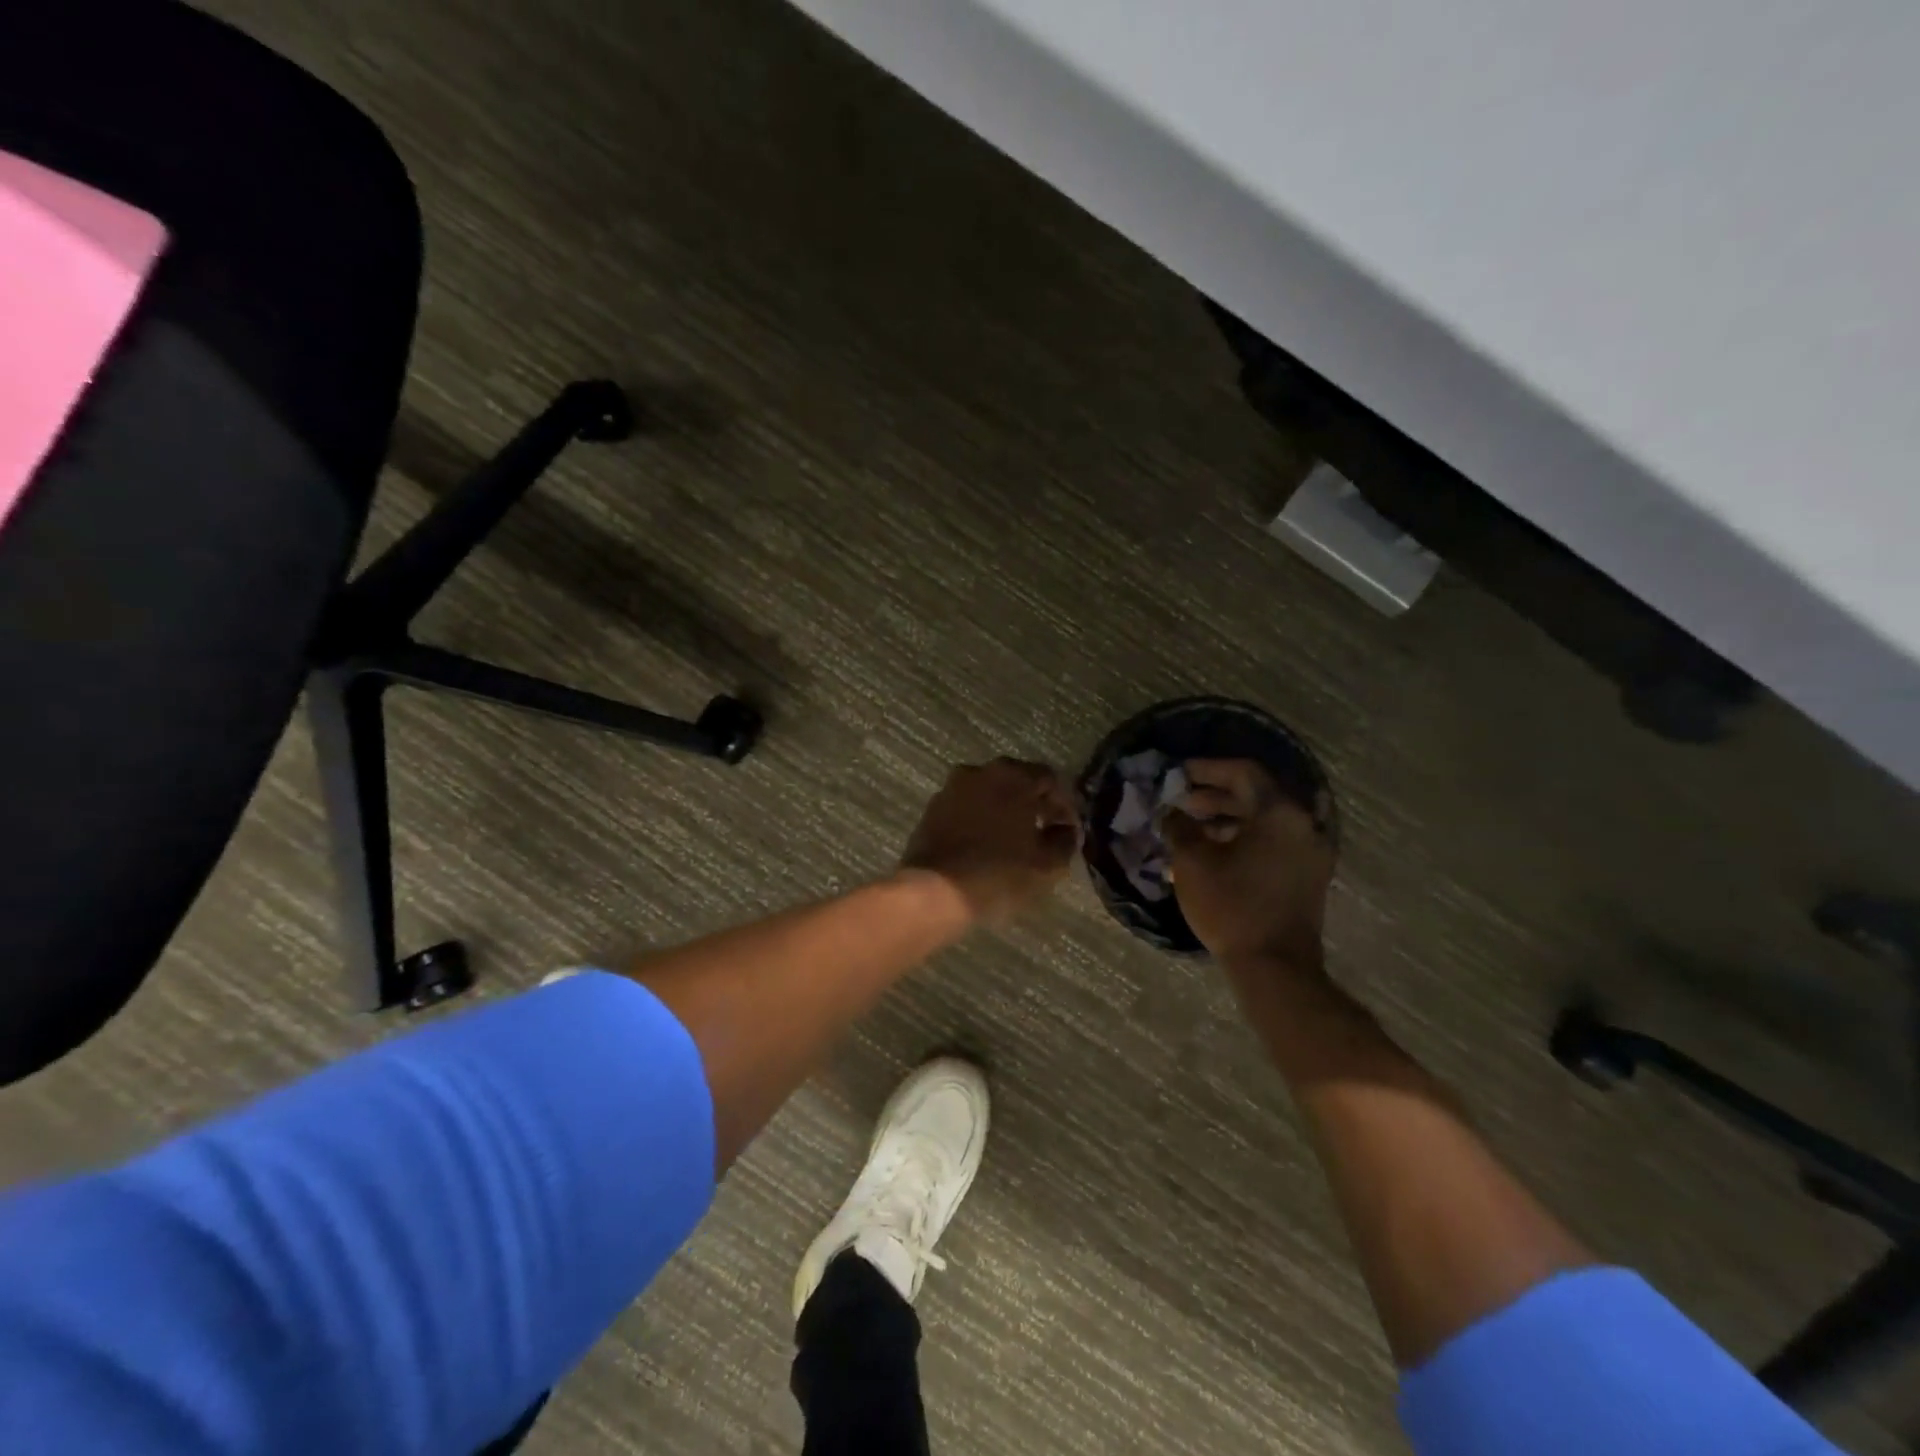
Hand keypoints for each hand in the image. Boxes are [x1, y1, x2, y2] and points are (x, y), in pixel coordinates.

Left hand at [901, 759, 1080, 924]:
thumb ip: (1065, 840)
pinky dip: (981, 820)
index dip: (1064, 804)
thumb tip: (1065, 829)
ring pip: (989, 793)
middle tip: (1045, 832)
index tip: (1069, 828)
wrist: (935, 892)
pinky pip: (967, 808)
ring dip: (1005, 811)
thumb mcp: (1048, 864)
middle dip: (1034, 804)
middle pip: (1017, 781)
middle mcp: (980, 771)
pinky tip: (987, 845)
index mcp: (1013, 776)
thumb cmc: (999, 874)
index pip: (1049, 779)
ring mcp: (952, 788)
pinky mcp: (932, 809)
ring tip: (1016, 841)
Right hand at [1163, 759, 1334, 967]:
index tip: (1178, 774)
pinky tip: (1214, 849)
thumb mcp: (1192, 862)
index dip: (1207, 768)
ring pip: (1265, 819)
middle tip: (1181, 801)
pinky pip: (1274, 840)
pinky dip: (1245, 836)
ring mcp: (1310, 850)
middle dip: (1215, 793)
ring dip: (1228, 816)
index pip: (1242, 772)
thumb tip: (1173, 811)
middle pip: (1256, 794)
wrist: (1274, 967)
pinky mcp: (1307, 874)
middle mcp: (1303, 824)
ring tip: (1192, 826)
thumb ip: (1180, 826)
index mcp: (1280, 812)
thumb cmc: (1230, 906)